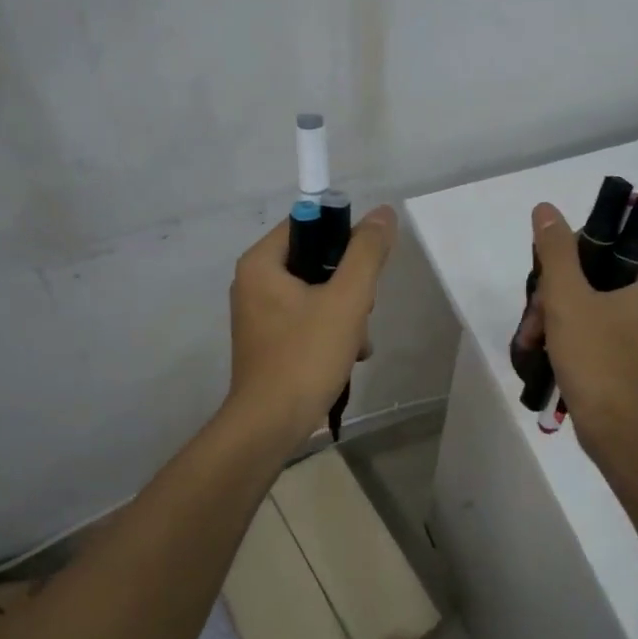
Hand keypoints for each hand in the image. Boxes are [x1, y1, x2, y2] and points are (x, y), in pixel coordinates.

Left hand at [225, 205, 397, 444]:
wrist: (271, 425)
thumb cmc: (306, 356)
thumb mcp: (347, 299)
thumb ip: (366, 252)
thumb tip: (383, 213)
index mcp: (261, 263)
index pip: (308, 224)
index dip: (343, 237)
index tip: (366, 266)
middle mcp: (253, 282)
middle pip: (315, 260)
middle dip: (349, 286)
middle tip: (362, 312)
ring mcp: (259, 314)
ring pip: (316, 293)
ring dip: (346, 312)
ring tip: (357, 342)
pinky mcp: (269, 341)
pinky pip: (307, 318)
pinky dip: (331, 331)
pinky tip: (349, 356)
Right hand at [526, 200, 637, 450]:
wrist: (618, 433)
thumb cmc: (598, 359)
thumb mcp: (569, 298)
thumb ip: (557, 250)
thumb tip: (546, 208)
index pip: (611, 242)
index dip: (572, 252)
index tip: (548, 278)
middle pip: (594, 273)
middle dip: (554, 293)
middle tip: (535, 317)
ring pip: (587, 301)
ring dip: (553, 315)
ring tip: (530, 340)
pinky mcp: (627, 353)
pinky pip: (592, 326)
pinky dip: (565, 333)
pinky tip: (540, 349)